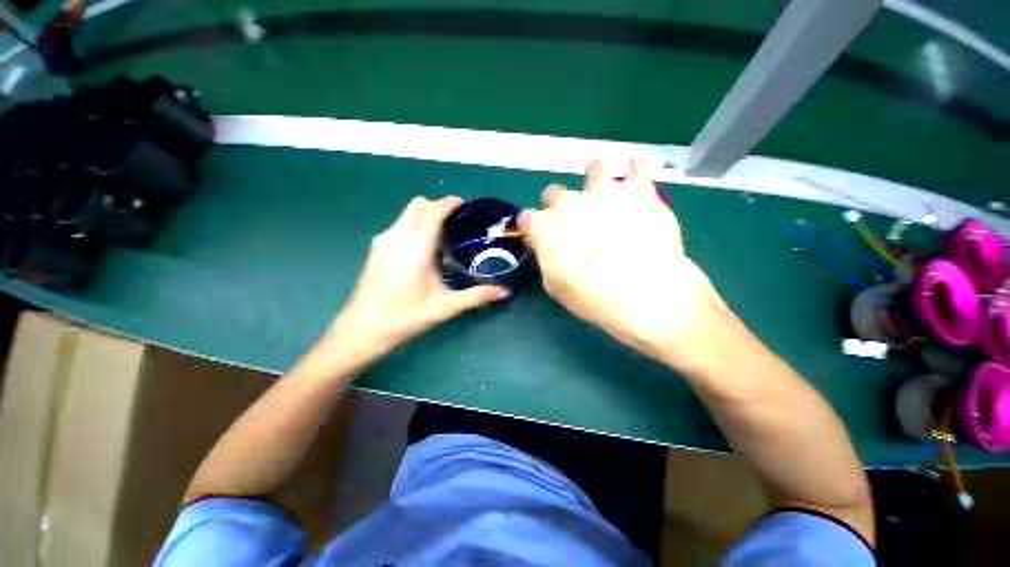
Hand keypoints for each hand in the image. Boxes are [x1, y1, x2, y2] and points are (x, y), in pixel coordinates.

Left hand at [328, 196, 509, 358]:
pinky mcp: (376, 248)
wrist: (363, 328)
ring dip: (425, 215)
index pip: (433, 211)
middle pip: (418, 204)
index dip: (450, 203)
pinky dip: (414, 226)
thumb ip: (476, 296)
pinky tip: (423, 249)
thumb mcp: (445, 306)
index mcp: (416, 247)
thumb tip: (504, 292)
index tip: (464, 204)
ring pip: (407, 213)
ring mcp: (383, 240)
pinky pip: (400, 225)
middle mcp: (397, 236)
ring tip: (442, 235)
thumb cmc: (406, 316)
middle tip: (456, 221)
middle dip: (438, 206)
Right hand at [519, 159, 722, 365]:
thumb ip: (546, 258)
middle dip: (557, 204)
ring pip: (594, 169)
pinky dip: (636, 168)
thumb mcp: (554, 285)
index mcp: (543, 226)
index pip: (527, 218)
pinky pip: (637, 168)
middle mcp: (568, 202)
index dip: (532, 227)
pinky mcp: (638, 190)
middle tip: (571, 219)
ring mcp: (603, 192)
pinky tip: (636, 168)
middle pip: (554, 193)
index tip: (538, 236)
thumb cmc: (589, 296)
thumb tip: (546, 245)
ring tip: (602, 186)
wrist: (641, 291)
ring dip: (594, 175)